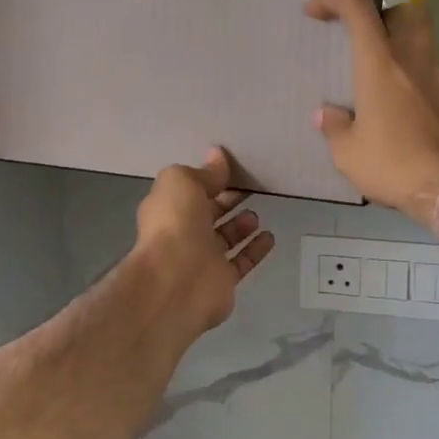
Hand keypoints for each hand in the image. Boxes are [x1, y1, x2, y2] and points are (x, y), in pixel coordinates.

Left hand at [132, 148, 275, 333]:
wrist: (176, 281)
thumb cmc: (175, 224)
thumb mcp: (182, 182)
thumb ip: (203, 172)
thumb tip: (218, 156)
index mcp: (168, 208)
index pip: (191, 190)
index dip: (210, 179)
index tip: (234, 168)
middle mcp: (183, 233)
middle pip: (209, 213)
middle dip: (228, 201)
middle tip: (251, 188)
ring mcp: (203, 259)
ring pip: (225, 238)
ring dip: (241, 225)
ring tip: (256, 214)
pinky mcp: (222, 280)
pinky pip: (242, 262)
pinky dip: (255, 250)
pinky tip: (269, 237)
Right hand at [306, 0, 438, 229]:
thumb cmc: (394, 164)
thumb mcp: (348, 153)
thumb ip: (335, 127)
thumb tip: (327, 114)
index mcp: (380, 62)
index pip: (357, 5)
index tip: (315, 10)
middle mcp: (413, 58)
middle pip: (404, 8)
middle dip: (380, 12)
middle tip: (362, 38)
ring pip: (421, 38)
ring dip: (398, 45)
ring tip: (376, 79)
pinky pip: (429, 71)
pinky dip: (411, 76)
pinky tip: (398, 108)